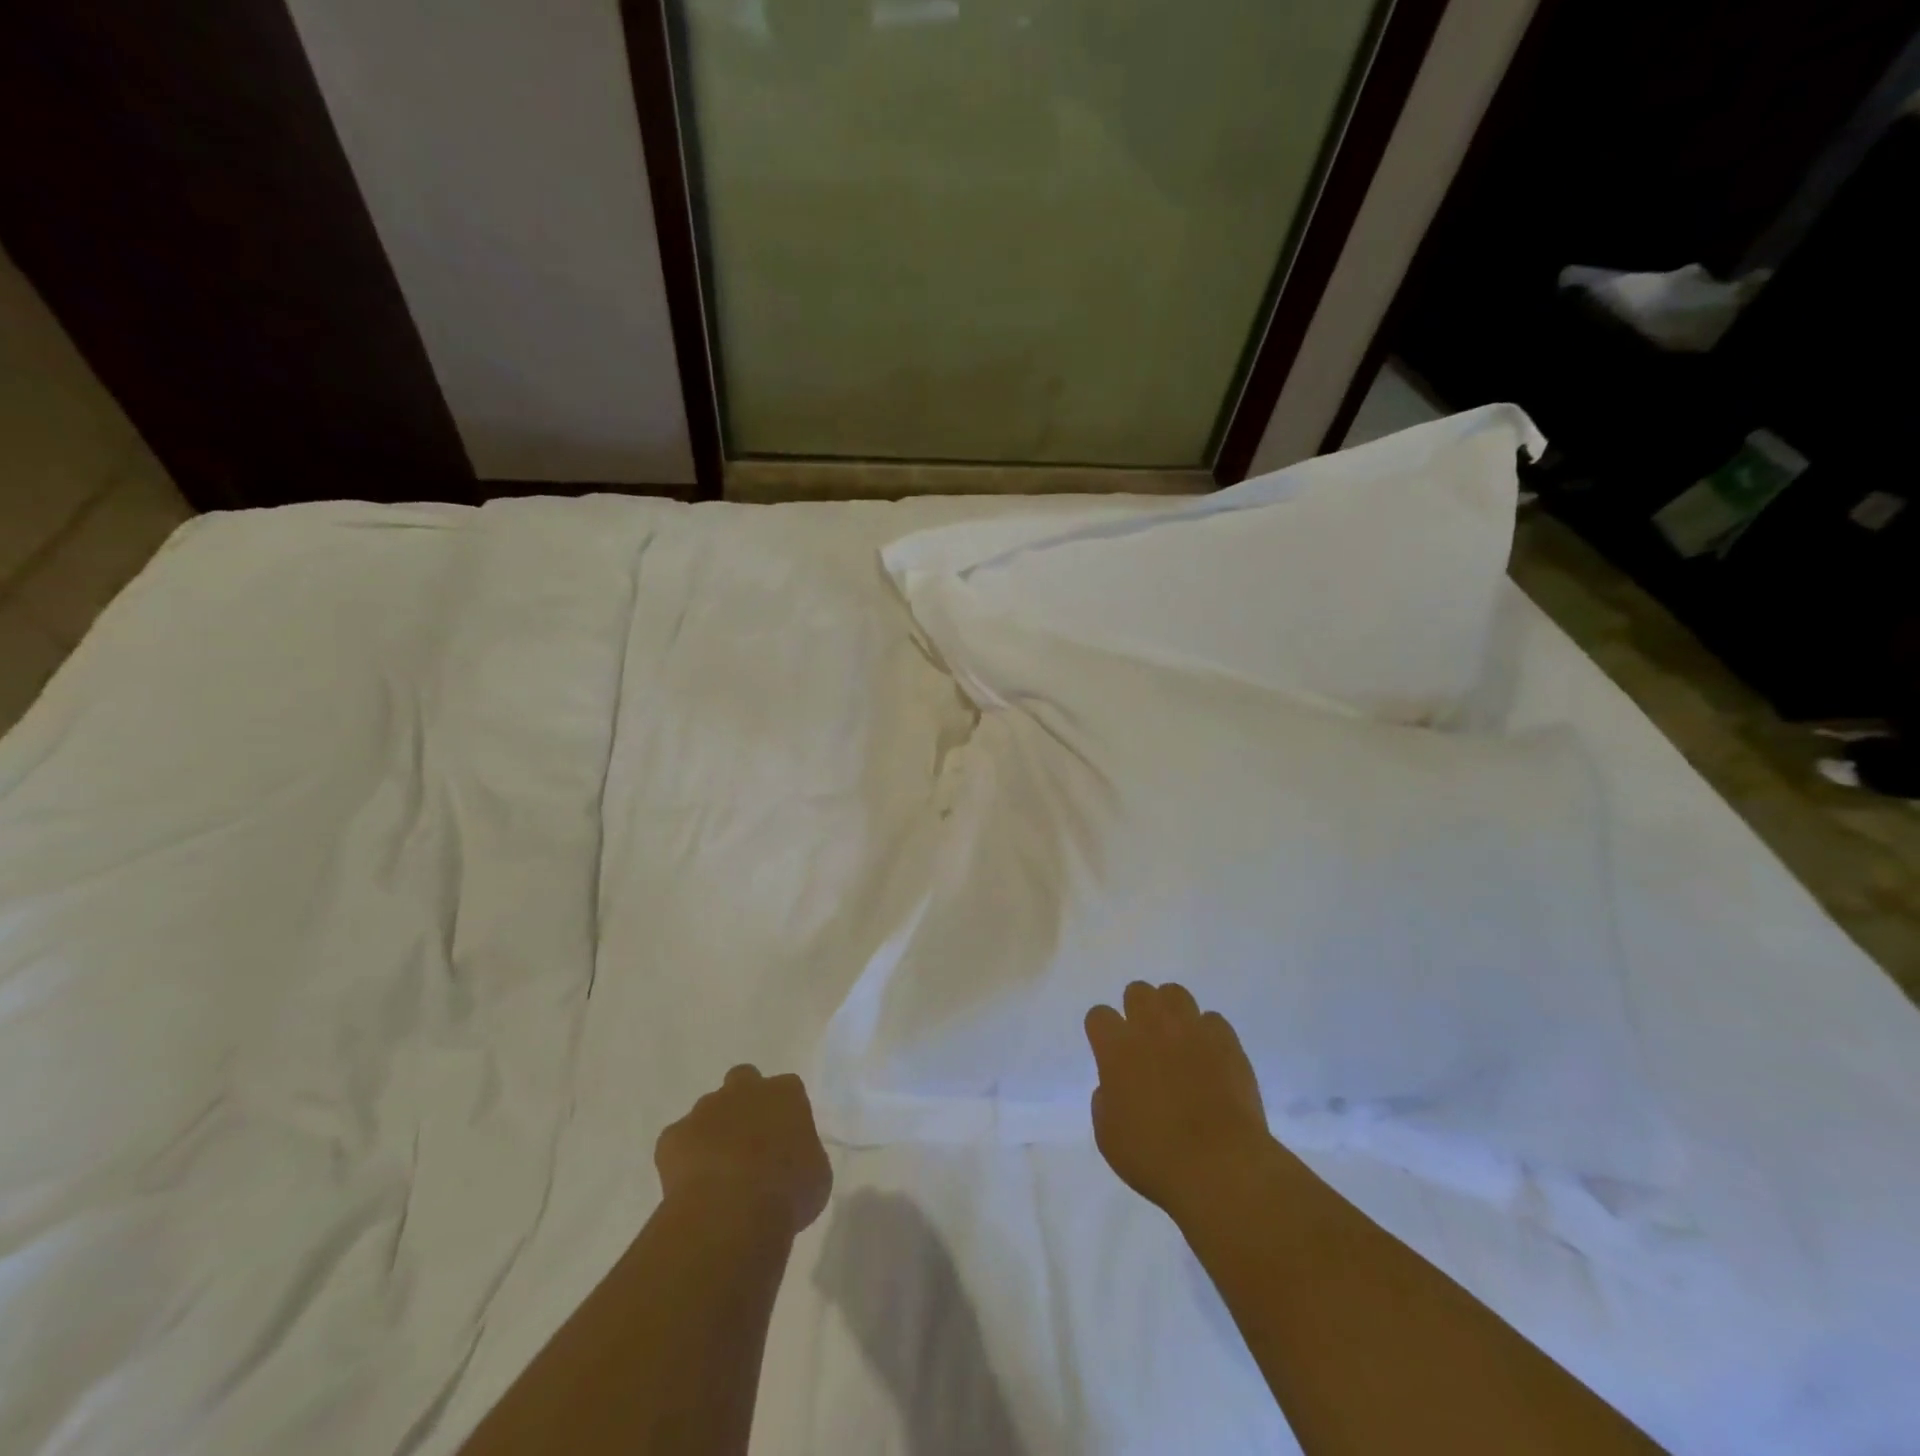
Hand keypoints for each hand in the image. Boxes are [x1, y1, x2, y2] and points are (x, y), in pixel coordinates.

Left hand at [655, 1065, 832, 1236]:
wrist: (732, 1214)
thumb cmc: (787, 1193)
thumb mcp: (816, 1175)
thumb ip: (803, 1155)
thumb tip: (791, 1161)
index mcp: (785, 1094)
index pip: (787, 1090)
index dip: (783, 1113)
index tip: (783, 1140)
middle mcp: (745, 1090)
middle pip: (743, 1080)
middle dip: (743, 1102)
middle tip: (747, 1141)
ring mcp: (705, 1109)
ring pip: (708, 1110)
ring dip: (713, 1131)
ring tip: (717, 1172)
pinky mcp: (672, 1136)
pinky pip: (678, 1142)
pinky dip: (683, 1159)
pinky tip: (693, 1187)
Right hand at [1085, 983, 1274, 1224]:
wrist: (1220, 1166)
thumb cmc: (1155, 1157)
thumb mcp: (1108, 1137)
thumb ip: (1104, 1101)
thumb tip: (1113, 1086)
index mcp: (1117, 1048)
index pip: (1099, 1015)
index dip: (1102, 1032)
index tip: (1109, 1052)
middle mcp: (1151, 1027)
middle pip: (1138, 991)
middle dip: (1136, 1010)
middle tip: (1144, 1041)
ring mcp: (1191, 1029)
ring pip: (1175, 993)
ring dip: (1171, 1012)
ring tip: (1177, 1040)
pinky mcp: (1226, 1041)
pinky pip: (1212, 1020)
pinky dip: (1208, 1034)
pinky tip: (1210, 1058)